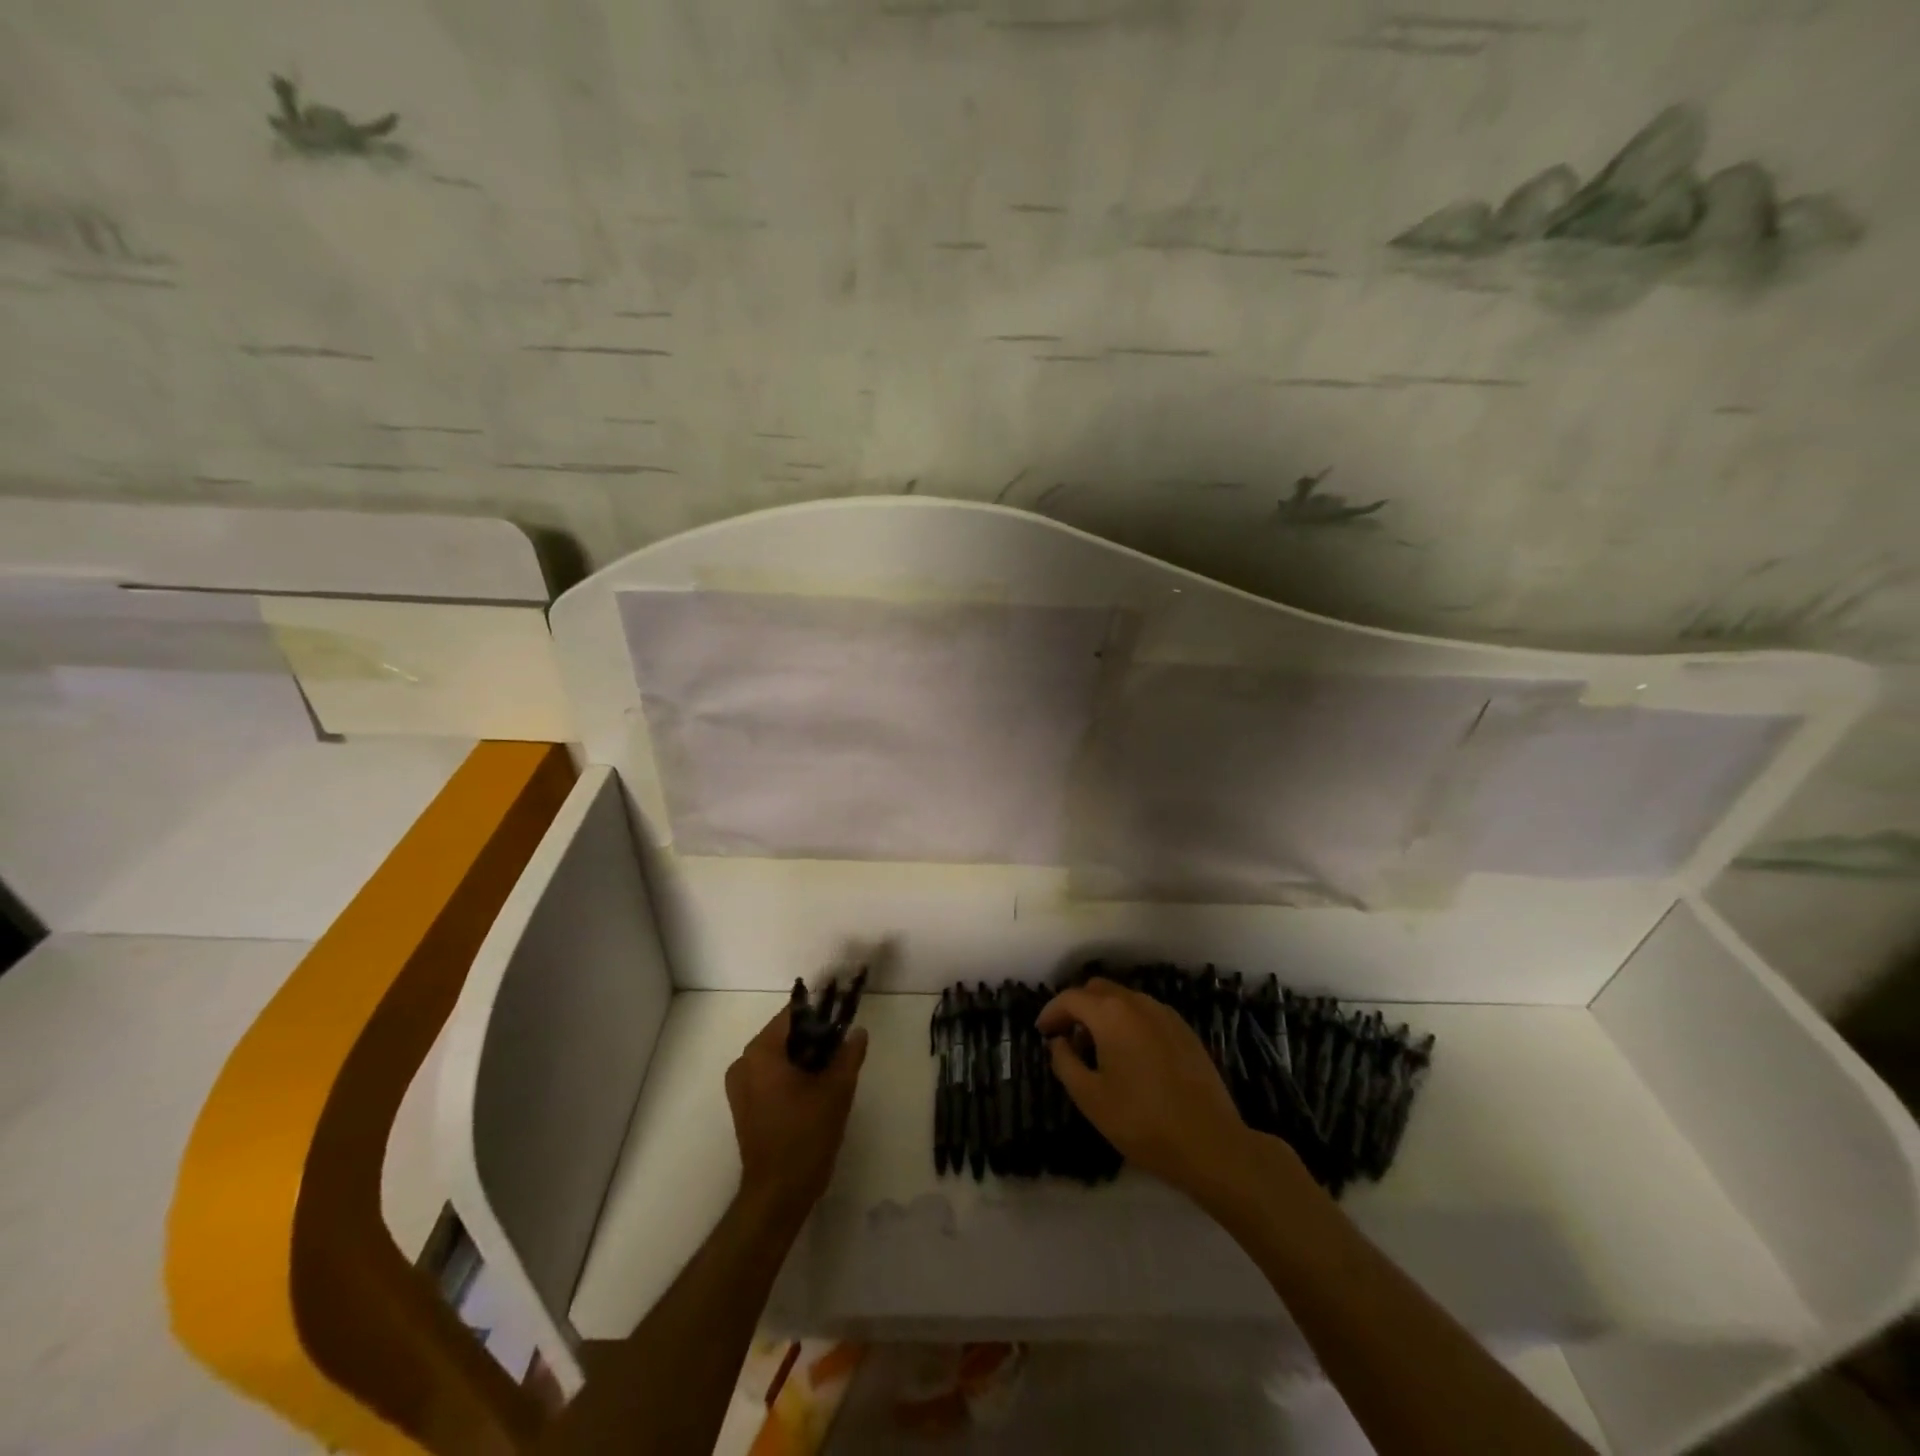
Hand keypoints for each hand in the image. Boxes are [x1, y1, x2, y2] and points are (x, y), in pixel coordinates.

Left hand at [725, 1009, 867, 1224]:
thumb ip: (849, 1054)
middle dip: (814, 1036)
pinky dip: (791, 1074)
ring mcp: (740, 1086)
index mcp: (761, 1052)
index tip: (843, 1016)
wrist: (778, 1194)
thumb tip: (858, 1032)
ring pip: (778, 1055)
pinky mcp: (743, 1105)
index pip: (793, 1014)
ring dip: (804, 1056)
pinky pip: (769, 1074)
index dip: (821, 1012)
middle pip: (784, 1034)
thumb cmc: (806, 1136)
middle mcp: (744, 1062)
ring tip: (832, 1069)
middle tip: (842, 1047)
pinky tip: (814, 1088)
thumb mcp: (837, 1090)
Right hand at [1037, 979, 1266, 1200]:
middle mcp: (1138, 1003)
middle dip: (1077, 1008)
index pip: (1071, 998)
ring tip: (1097, 1049)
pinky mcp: (1184, 1030)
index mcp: (1111, 1014)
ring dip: (1103, 1014)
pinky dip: (1128, 1022)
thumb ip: (1065, 1062)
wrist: (1210, 1143)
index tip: (1042, 1032)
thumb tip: (1058, 1041)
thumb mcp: (1090, 1098)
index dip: (1051, 1012)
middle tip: (1067, 1038)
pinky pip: (1146, 1013)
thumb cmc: (1142, 1122)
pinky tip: (1129, 1055)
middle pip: (1098, 989)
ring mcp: (1165, 1014)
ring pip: (1124, 999)